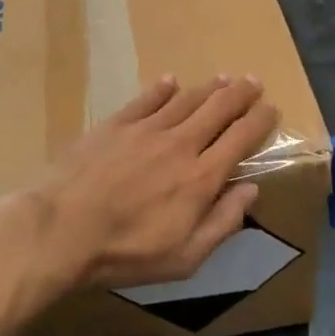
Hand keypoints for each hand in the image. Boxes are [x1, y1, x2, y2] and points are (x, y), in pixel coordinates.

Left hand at [9, 75, 280, 300]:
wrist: (62, 229)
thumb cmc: (126, 252)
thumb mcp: (185, 256)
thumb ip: (223, 221)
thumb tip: (251, 190)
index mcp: (201, 176)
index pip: (241, 138)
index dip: (260, 120)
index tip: (271, 109)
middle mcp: (181, 143)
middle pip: (218, 108)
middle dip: (241, 93)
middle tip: (253, 82)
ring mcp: (146, 129)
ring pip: (187, 99)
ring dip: (209, 87)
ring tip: (223, 78)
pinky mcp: (116, 123)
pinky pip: (147, 99)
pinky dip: (162, 88)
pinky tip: (170, 81)